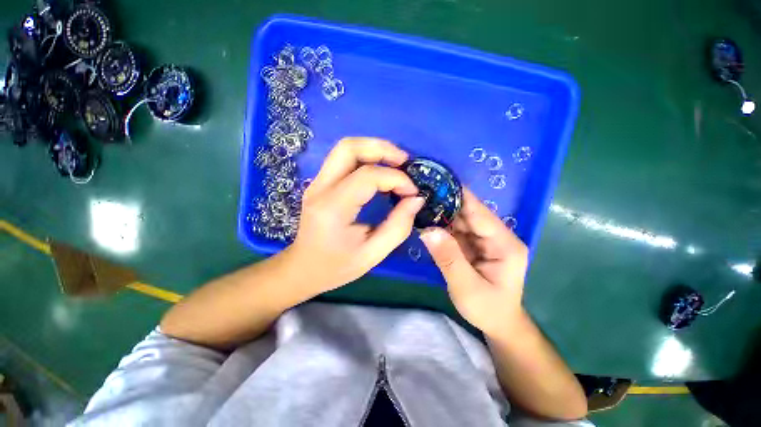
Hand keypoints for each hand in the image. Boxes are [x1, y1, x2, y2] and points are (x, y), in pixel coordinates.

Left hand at [285, 137, 424, 295]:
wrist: (303, 268)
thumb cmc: (337, 266)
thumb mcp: (373, 254)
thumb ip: (398, 226)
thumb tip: (416, 199)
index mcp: (333, 208)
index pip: (367, 177)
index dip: (396, 179)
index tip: (412, 192)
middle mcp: (320, 188)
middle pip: (349, 148)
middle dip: (382, 149)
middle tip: (405, 162)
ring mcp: (317, 182)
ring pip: (345, 148)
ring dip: (374, 150)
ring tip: (396, 163)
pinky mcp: (320, 183)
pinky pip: (344, 159)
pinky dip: (366, 158)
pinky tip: (381, 171)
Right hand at [420, 189, 528, 335]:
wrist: (497, 324)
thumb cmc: (488, 310)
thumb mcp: (466, 288)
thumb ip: (448, 258)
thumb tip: (428, 230)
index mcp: (504, 244)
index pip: (479, 212)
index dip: (459, 195)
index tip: (436, 181)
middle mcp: (496, 236)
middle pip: (468, 212)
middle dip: (445, 201)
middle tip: (420, 191)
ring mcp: (484, 239)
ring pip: (460, 219)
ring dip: (440, 211)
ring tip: (418, 201)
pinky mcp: (473, 244)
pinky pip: (455, 230)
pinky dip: (440, 224)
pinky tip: (425, 218)